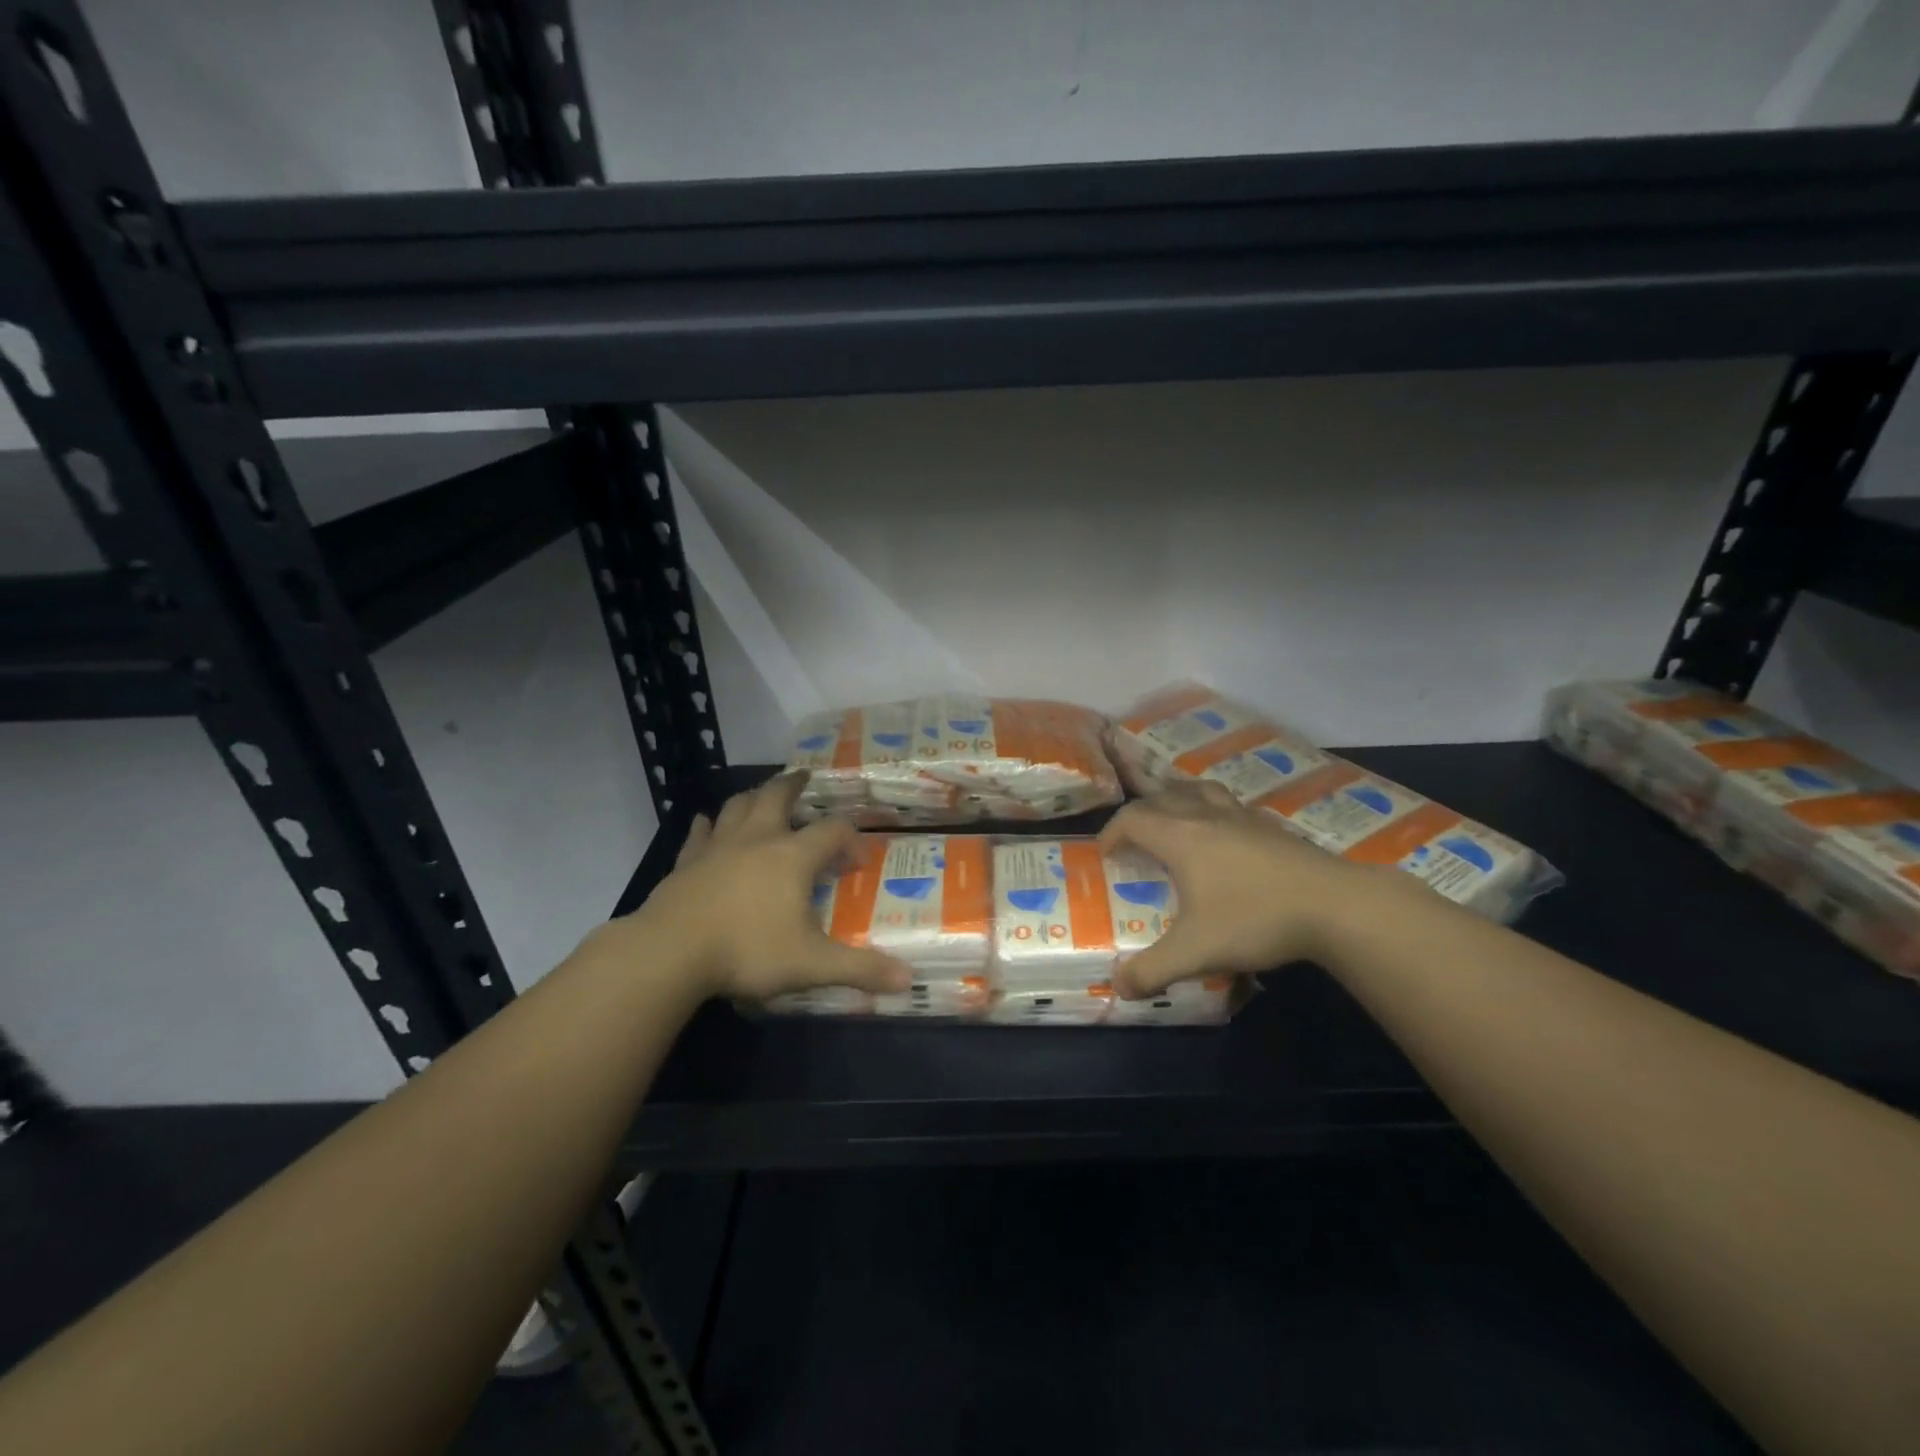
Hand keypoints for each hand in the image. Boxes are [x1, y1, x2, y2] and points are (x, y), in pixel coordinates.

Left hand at [622, 775, 910, 1001]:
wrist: (670, 953)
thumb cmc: (748, 951)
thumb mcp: (811, 964)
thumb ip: (860, 969)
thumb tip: (908, 980)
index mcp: (793, 856)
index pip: (833, 831)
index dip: (851, 839)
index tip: (858, 859)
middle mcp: (758, 839)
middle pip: (778, 797)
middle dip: (794, 786)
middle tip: (805, 779)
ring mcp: (718, 847)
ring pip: (738, 806)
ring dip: (753, 796)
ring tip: (762, 794)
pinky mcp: (687, 862)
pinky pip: (699, 833)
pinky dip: (706, 824)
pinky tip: (705, 821)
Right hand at [1097, 780, 1403, 997]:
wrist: (1335, 905)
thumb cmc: (1255, 919)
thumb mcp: (1196, 951)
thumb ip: (1152, 970)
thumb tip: (1118, 988)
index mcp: (1180, 836)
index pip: (1132, 818)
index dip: (1112, 832)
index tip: (1105, 853)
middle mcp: (1207, 816)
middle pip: (1163, 796)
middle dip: (1141, 812)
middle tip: (1134, 838)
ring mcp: (1243, 816)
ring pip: (1200, 790)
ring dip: (1178, 798)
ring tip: (1174, 817)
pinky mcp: (1272, 826)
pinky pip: (1231, 805)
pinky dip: (1215, 811)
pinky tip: (1225, 836)